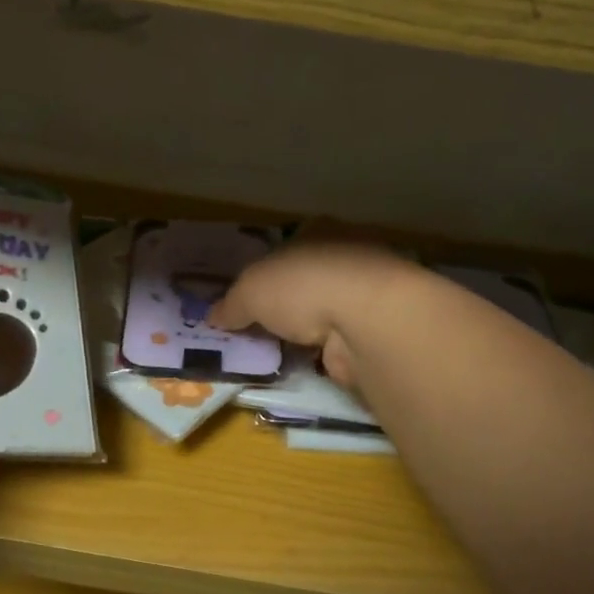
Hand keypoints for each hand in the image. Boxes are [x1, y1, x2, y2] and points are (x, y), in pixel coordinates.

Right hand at [208, 243, 415, 389]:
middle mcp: (348, 253)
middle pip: (309, 278)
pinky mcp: (380, 327)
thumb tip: (213, 317)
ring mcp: (369, 292)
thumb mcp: (250, 291)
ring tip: (281, 349)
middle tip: (260, 327)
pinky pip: (342, 337)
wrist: (368, 319)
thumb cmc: (303, 286)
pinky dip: (327, 349)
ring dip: (310, 328)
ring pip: (328, 308)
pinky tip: (309, 362)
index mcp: (318, 230)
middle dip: (288, 301)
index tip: (251, 296)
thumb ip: (231, 304)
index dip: (268, 270)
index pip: (289, 245)